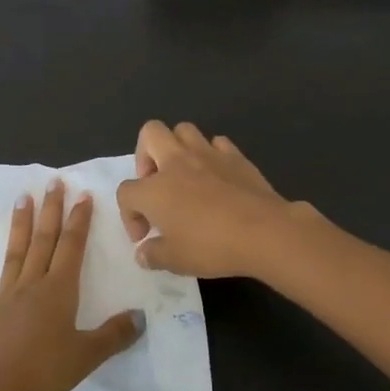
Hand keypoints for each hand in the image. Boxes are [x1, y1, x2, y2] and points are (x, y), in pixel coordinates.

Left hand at [0, 181, 142, 390]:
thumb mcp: (88, 355)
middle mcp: (30, 286)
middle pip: (43, 241)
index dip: (79, 220)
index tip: (83, 195)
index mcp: (58, 290)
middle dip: (50, 210)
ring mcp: (2, 301)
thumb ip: (115, 334)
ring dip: (18, 227)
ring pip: (13, 256)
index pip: (71, 246)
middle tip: (53, 182)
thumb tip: (140, 316)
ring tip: (21, 199)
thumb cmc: (46, 372)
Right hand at [115, 121, 309, 279]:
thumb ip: (152, 255)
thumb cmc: (212, 246)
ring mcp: (208, 154)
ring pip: (183, 130)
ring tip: (184, 175)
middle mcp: (177, 162)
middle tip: (155, 184)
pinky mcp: (235, 155)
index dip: (129, 215)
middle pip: (150, 134)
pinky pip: (217, 143)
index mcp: (154, 189)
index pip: (126, 192)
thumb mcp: (175, 261)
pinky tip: (216, 175)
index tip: (145, 236)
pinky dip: (212, 154)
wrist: (263, 231)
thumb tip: (143, 252)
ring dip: (177, 147)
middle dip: (145, 155)